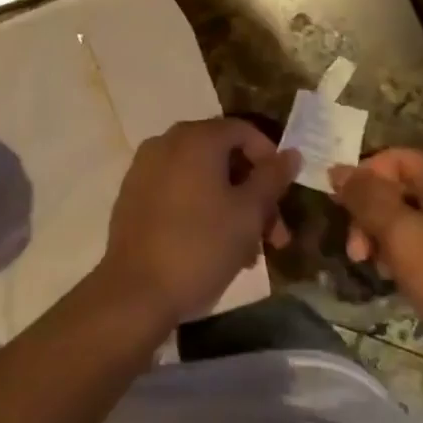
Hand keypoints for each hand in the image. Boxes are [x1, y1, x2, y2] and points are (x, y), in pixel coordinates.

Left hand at [100, 117, 299, 326]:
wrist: (135, 292)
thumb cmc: (201, 247)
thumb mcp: (248, 213)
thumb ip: (272, 178)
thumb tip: (290, 153)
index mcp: (195, 139)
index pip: (244, 131)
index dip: (270, 159)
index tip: (283, 196)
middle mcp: (165, 143)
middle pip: (222, 156)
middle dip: (253, 193)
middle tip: (274, 236)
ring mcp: (144, 170)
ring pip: (201, 178)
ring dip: (231, 207)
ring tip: (250, 254)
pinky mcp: (132, 197)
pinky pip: (177, 192)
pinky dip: (201, 209)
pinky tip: (215, 248)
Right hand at [328, 149, 422, 365]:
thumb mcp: (399, 236)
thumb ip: (366, 198)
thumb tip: (338, 169)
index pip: (394, 158)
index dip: (362, 179)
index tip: (341, 214)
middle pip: (404, 187)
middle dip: (373, 215)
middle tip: (357, 253)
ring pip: (418, 215)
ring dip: (389, 236)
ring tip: (380, 270)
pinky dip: (413, 250)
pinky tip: (404, 278)